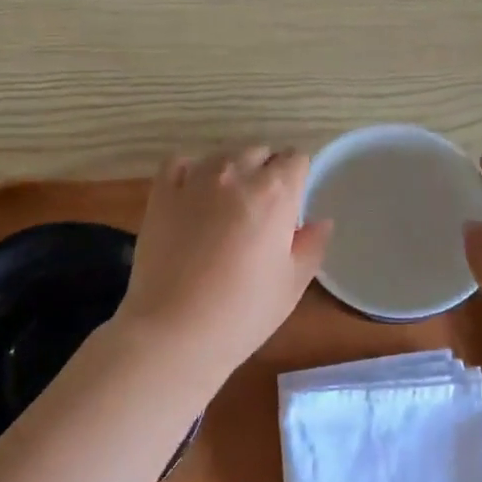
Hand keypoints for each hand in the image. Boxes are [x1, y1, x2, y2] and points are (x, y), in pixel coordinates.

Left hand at [116, 148, 331, 376]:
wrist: (175, 330)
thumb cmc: (243, 312)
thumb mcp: (292, 284)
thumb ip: (311, 245)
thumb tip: (320, 222)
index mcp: (275, 193)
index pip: (296, 159)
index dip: (298, 177)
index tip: (294, 202)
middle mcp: (236, 174)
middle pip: (259, 151)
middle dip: (266, 171)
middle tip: (263, 208)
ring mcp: (194, 179)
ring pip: (222, 155)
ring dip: (232, 170)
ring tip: (227, 204)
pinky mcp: (161, 193)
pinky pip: (180, 163)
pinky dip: (191, 171)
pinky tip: (193, 194)